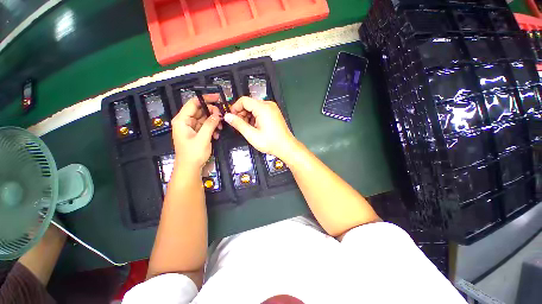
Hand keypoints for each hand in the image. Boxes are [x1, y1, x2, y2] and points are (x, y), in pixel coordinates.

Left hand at [172, 97, 222, 168]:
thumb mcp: (203, 138)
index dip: (205, 99)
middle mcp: (185, 122)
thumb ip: (210, 124)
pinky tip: (217, 134)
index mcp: (182, 120)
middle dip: (212, 113)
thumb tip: (218, 115)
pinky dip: (212, 128)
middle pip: (200, 110)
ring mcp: (191, 127)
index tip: (218, 98)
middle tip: (222, 117)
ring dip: (213, 121)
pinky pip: (205, 126)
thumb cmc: (193, 153)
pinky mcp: (196, 133)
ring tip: (220, 127)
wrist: (190, 168)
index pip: (193, 103)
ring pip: (204, 118)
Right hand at [224, 97, 297, 160]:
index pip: (244, 100)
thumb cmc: (271, 142)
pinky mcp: (274, 113)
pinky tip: (255, 127)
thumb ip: (238, 124)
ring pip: (254, 108)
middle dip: (242, 113)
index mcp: (263, 108)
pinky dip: (255, 117)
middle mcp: (268, 105)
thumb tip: (228, 117)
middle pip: (249, 103)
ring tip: (248, 128)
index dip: (235, 108)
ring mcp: (272, 109)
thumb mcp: (252, 135)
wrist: (286, 147)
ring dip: (248, 116)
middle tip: (239, 125)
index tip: (232, 117)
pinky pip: (260, 111)